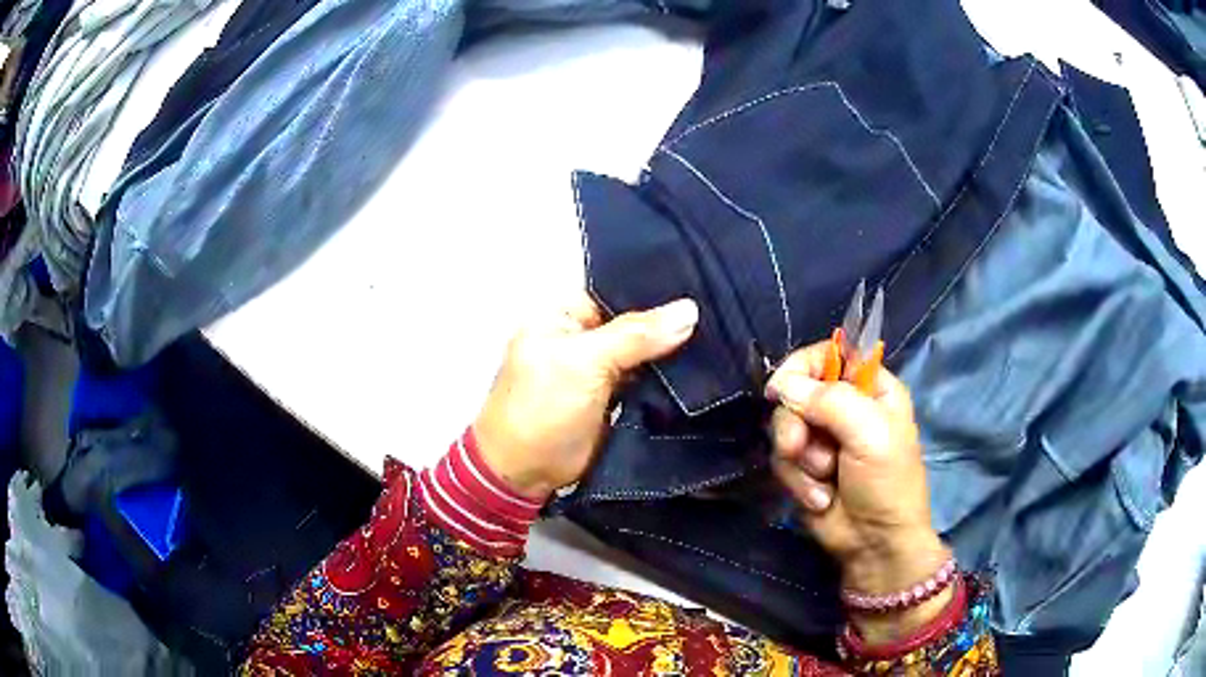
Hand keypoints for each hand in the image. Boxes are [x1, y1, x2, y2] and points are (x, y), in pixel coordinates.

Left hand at [474, 295, 698, 501]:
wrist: (525, 474)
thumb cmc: (541, 409)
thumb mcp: (584, 363)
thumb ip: (635, 335)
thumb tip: (688, 310)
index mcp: (565, 314)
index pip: (617, 291)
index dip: (656, 291)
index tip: (701, 289)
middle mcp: (583, 336)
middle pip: (634, 322)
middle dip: (670, 324)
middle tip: (717, 317)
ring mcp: (599, 369)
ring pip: (644, 353)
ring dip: (673, 353)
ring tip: (719, 341)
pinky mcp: (614, 398)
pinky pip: (647, 380)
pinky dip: (668, 379)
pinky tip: (703, 370)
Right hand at [766, 342, 950, 640]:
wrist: (875, 543)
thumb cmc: (887, 482)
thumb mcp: (870, 434)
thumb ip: (830, 401)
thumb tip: (782, 384)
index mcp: (871, 388)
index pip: (830, 353)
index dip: (803, 365)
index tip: (784, 386)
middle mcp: (844, 407)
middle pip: (798, 391)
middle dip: (796, 423)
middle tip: (801, 447)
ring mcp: (822, 438)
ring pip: (784, 427)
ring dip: (800, 459)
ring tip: (822, 480)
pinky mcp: (804, 467)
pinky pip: (782, 459)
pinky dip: (798, 481)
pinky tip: (819, 498)